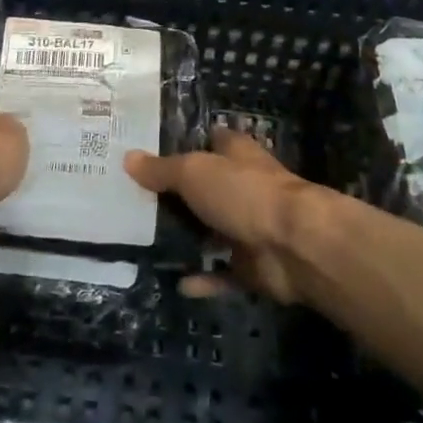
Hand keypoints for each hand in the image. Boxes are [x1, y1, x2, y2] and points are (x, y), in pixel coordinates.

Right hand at [126, 131, 317, 303]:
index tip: (151, 152)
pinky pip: (222, 274)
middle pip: (207, 187)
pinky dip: (203, 279)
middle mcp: (243, 187)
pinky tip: (175, 282)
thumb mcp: (194, 172)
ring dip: (189, 238)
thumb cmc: (244, 193)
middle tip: (135, 201)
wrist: (294, 246)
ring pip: (213, 231)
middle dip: (178, 194)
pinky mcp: (253, 266)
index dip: (185, 143)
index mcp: (236, 154)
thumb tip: (128, 157)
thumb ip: (162, 169)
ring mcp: (250, 227)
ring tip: (146, 242)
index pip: (211, 140)